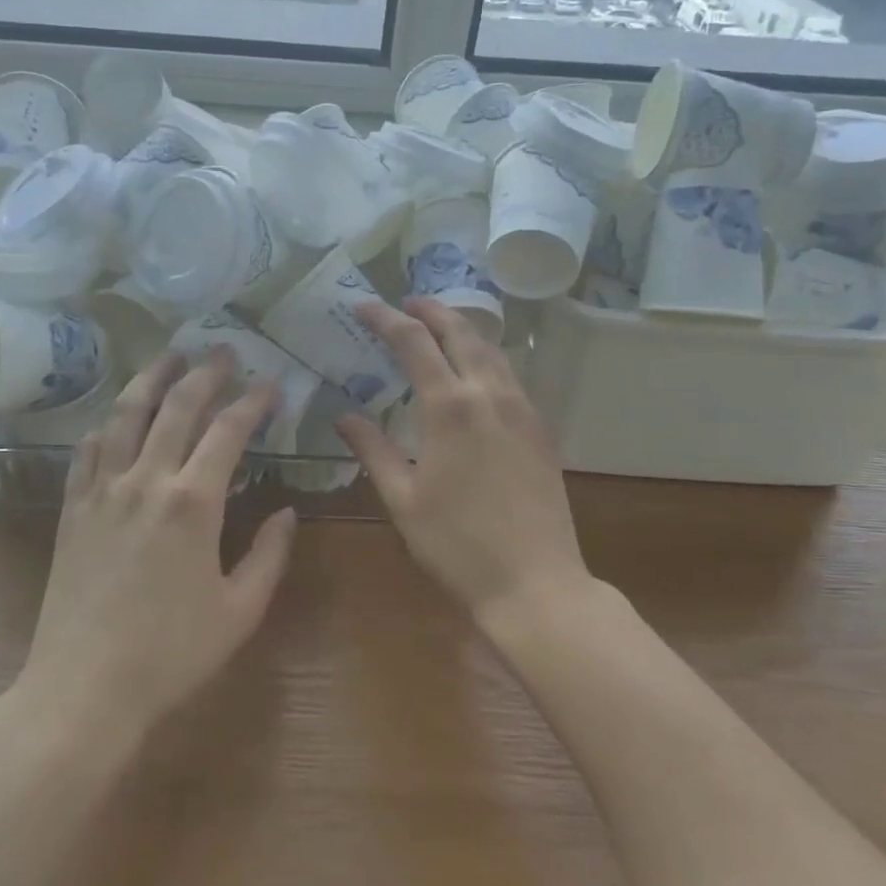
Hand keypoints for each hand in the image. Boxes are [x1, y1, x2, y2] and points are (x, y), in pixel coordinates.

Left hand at [19, 350, 297, 738]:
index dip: (254, 402)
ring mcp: (103, 490)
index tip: (271, 384)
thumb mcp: (240, 610)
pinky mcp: (74, 507)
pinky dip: (107, 423)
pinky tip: (116, 416)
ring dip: (151, 379)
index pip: (229, 430)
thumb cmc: (171, 653)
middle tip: (223, 351)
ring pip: (126, 414)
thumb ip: (270, 555)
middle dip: (205, 373)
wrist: (84, 688)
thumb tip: (287, 512)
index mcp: (194, 502)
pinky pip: (88, 449)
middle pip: (177, 406)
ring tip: (169, 357)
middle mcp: (147, 480)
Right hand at [336, 299, 591, 627]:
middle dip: (432, 311)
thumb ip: (373, 450)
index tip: (363, 306)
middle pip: (461, 332)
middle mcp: (489, 394)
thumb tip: (345, 416)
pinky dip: (486, 357)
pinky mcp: (540, 429)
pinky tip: (475, 371)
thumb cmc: (457, 545)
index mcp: (449, 407)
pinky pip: (510, 375)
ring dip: (462, 329)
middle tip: (407, 302)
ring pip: (492, 350)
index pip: (413, 343)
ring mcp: (522, 409)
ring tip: (440, 325)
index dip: (385, 318)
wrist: (535, 583)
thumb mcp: (402, 499)